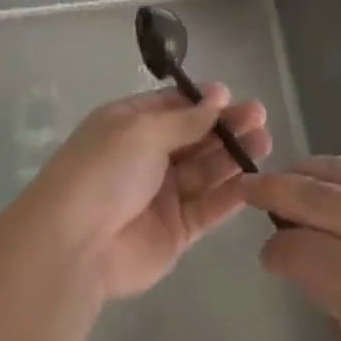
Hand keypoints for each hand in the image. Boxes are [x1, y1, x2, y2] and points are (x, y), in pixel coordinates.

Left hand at [22, 85, 270, 301]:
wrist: (76, 245)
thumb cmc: (104, 170)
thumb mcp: (142, 131)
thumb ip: (185, 119)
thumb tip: (219, 95)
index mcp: (130, 124)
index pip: (173, 106)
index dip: (203, 102)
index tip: (233, 97)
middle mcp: (147, 156)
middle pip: (194, 136)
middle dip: (226, 126)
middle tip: (259, 117)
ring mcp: (163, 194)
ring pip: (206, 170)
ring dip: (234, 155)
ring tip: (264, 141)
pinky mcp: (177, 231)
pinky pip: (208, 206)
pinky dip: (230, 193)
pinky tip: (254, 179)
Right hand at [241, 156, 340, 340]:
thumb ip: (326, 297)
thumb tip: (304, 257)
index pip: (298, 248)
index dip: (274, 252)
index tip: (267, 257)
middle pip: (313, 196)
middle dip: (273, 189)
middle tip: (246, 187)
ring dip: (304, 172)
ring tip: (283, 177)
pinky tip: (326, 180)